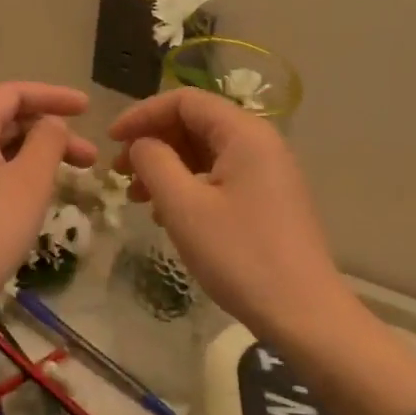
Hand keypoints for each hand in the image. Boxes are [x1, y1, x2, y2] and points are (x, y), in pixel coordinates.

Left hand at [0, 82, 96, 311]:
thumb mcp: (31, 179)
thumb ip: (48, 140)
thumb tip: (51, 124)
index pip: (12, 93)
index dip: (52, 95)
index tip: (87, 108)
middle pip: (5, 121)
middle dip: (50, 133)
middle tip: (89, 158)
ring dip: (35, 157)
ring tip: (69, 179)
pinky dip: (15, 176)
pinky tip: (34, 199)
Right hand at [109, 88, 336, 328]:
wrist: (303, 314)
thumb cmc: (240, 255)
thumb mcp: (184, 207)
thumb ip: (154, 162)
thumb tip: (141, 143)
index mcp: (244, 133)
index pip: (185, 101)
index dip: (142, 114)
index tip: (111, 140)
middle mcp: (260, 143)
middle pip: (196, 124)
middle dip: (154, 143)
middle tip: (120, 173)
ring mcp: (268, 172)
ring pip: (206, 152)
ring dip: (168, 167)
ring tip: (138, 198)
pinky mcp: (268, 199)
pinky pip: (221, 176)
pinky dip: (189, 186)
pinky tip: (169, 215)